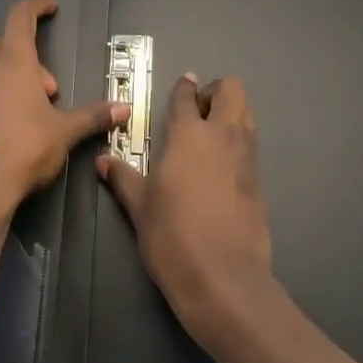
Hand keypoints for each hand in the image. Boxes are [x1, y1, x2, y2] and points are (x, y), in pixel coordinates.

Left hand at [0, 0, 124, 223]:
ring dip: (14, 76)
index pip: (20, 17)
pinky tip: (13, 124)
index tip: (51, 7)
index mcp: (13, 62)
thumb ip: (94, 116)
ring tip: (35, 108)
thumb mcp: (65, 132)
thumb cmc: (25, 148)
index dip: (36, 7)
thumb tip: (125, 108)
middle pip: (5, 42)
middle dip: (31, 56)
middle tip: (51, 88)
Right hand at [97, 73, 273, 352]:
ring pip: (247, 115)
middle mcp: (223, 136)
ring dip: (230, 114)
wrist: (223, 277)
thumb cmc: (172, 236)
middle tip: (196, 112)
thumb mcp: (140, 207)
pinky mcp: (259, 181)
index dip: (183, 88)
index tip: (182, 85)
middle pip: (231, 90)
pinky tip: (220, 167)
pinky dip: (238, 142)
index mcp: (189, 135)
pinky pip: (251, 145)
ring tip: (208, 136)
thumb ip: (123, 178)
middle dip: (215, 92)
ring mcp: (246, 157)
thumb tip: (102, 160)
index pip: (187, 97)